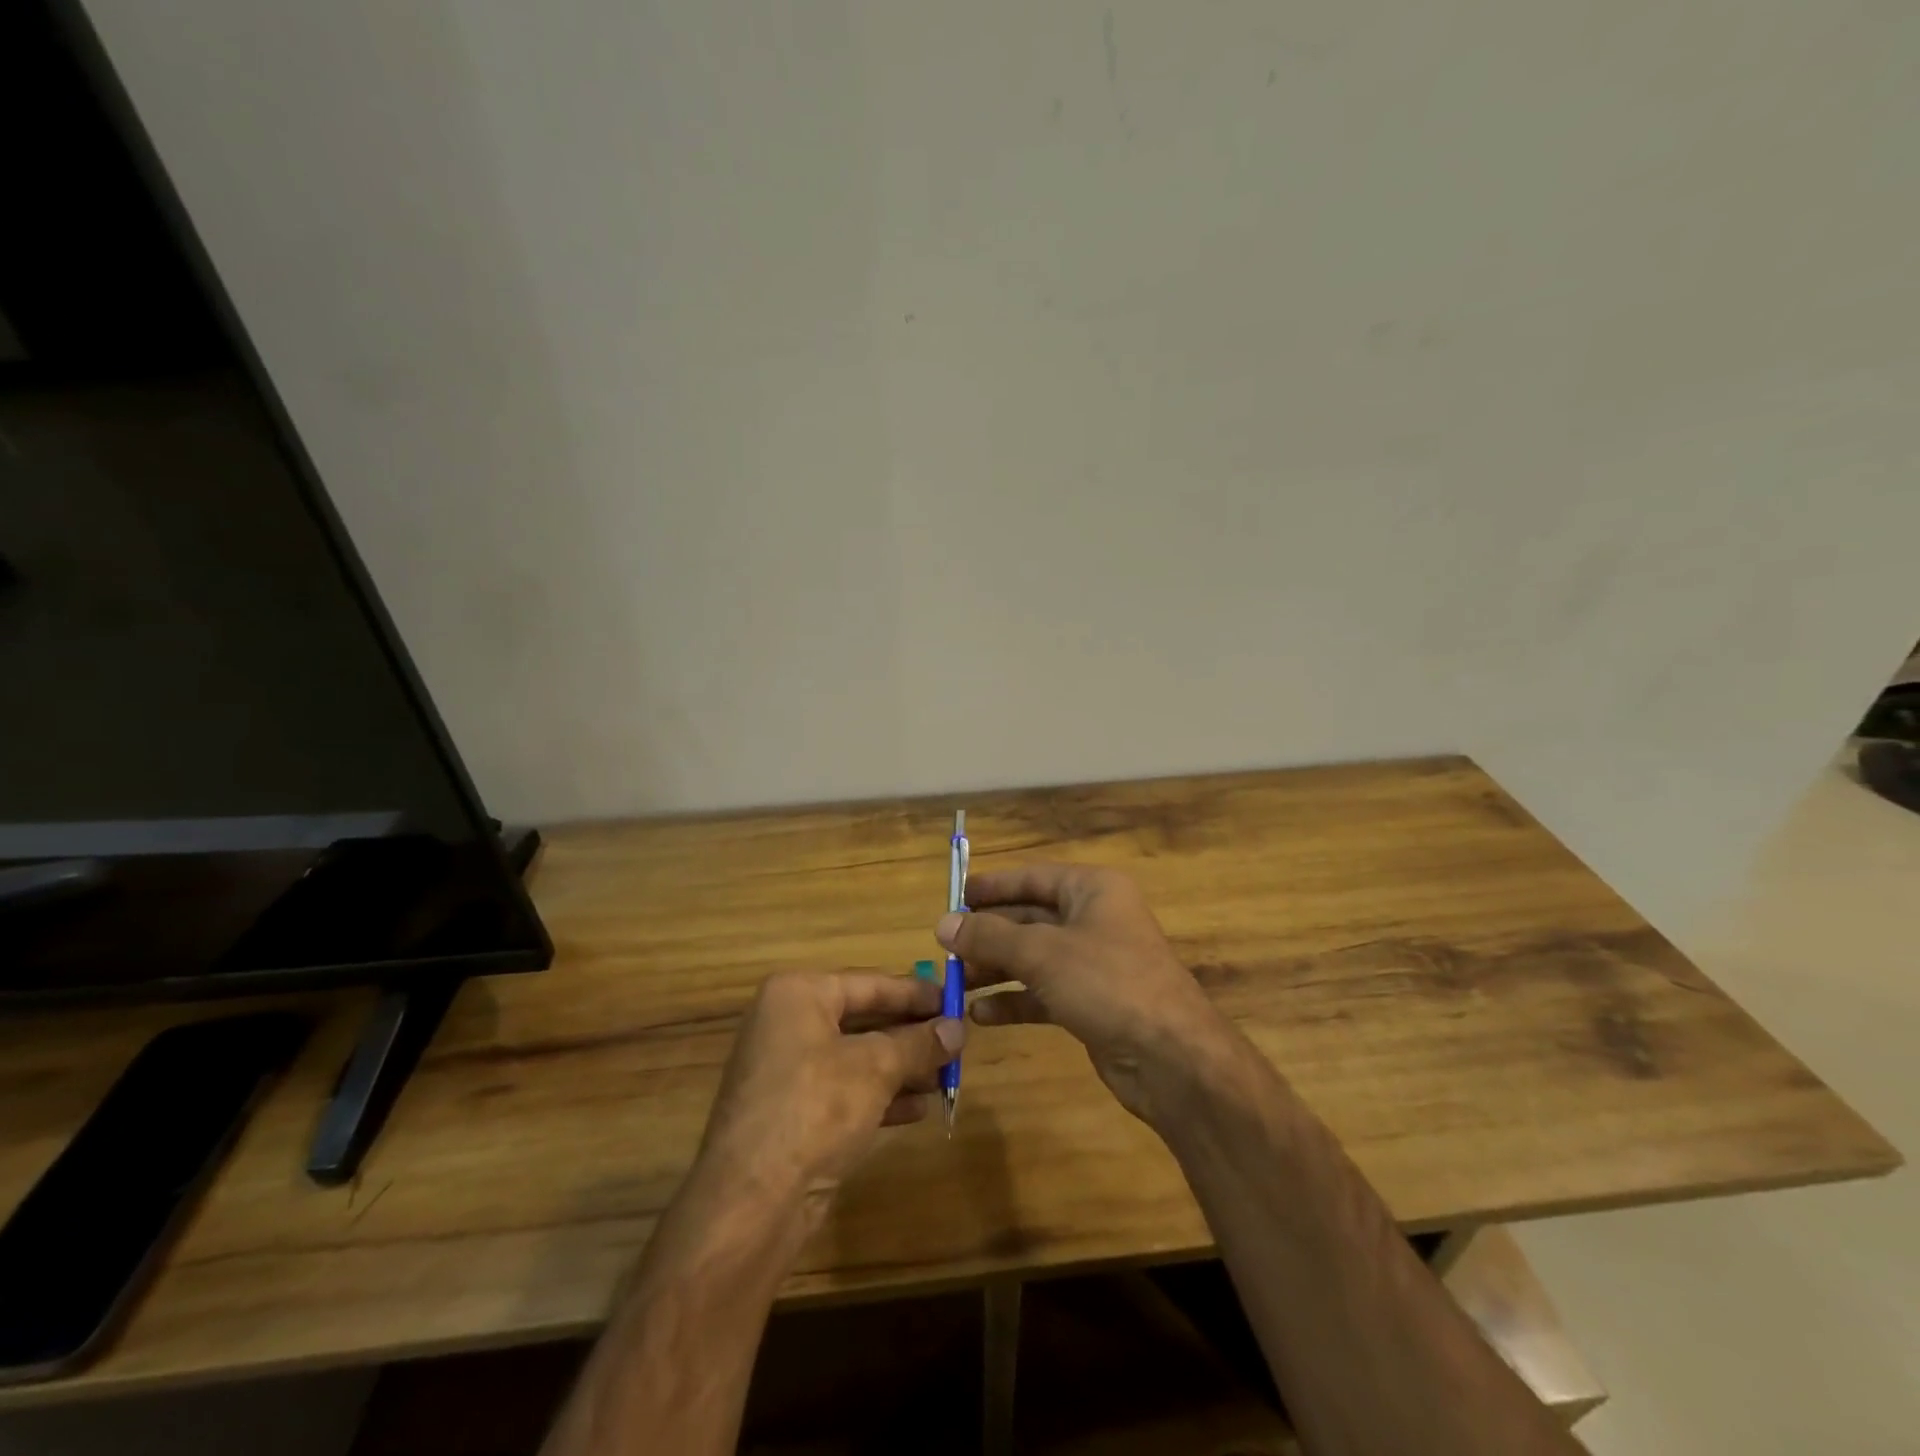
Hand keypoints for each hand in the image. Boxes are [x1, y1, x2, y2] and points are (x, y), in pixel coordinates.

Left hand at [697, 971, 964, 1209]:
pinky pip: (845, 1090)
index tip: (956, 999)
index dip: (917, 993)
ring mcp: (786, 1070)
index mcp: (798, 994)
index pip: (870, 984)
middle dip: (911, 1034)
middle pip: (864, 1019)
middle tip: (957, 1041)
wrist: (753, 1201)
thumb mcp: (876, 1068)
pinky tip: (920, 1108)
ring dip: (902, 1067)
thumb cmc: (815, 1108)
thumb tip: (957, 1027)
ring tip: (947, 1076)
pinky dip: (880, 1095)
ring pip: (857, 1057)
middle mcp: (787, 1023)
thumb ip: (919, 1043)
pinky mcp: (791, 1112)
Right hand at [937, 864, 1234, 1125]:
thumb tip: (943, 924)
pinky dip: (1014, 1000)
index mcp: (1092, 890)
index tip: (953, 897)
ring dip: (995, 969)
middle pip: (1029, 918)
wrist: (1172, 1058)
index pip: (1032, 878)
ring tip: (954, 983)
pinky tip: (981, 1015)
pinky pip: (1043, 992)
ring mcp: (1094, 963)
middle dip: (988, 934)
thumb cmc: (1108, 983)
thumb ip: (990, 937)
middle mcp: (1094, 919)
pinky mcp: (1092, 1003)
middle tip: (944, 948)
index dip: (992, 887)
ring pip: (1033, 958)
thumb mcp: (1043, 953)